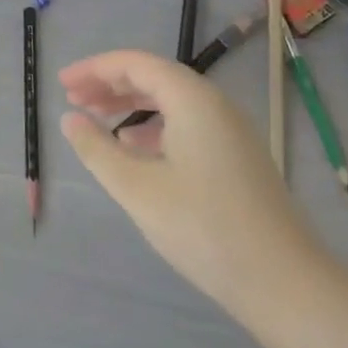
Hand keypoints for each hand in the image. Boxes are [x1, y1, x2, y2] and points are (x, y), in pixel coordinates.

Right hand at [59, 50, 331, 329]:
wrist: (285, 283)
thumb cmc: (204, 228)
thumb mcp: (137, 189)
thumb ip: (97, 149)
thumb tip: (70, 119)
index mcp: (191, 98)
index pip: (134, 64)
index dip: (94, 69)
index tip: (62, 84)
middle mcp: (213, 103)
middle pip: (153, 77)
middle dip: (110, 85)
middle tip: (73, 99)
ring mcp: (230, 130)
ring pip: (170, 101)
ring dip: (130, 105)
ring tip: (96, 121)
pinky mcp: (236, 156)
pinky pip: (186, 122)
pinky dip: (153, 126)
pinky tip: (135, 150)